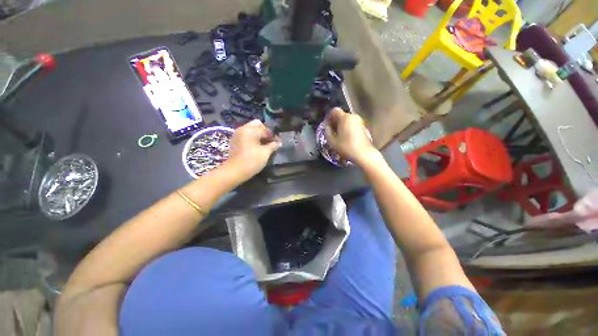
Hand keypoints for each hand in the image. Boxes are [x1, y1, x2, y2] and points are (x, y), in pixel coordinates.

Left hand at [225, 119, 280, 180]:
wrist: (234, 171)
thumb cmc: (252, 161)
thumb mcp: (265, 153)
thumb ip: (273, 145)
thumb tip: (279, 142)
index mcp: (250, 130)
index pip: (265, 129)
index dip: (273, 136)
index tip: (277, 143)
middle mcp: (243, 129)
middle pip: (257, 124)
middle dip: (265, 131)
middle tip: (270, 141)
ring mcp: (237, 134)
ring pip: (251, 129)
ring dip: (258, 135)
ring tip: (264, 145)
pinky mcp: (235, 141)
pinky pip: (246, 135)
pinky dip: (252, 138)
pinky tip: (257, 147)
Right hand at [324, 107, 377, 165]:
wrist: (363, 154)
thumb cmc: (346, 147)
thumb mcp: (332, 141)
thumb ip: (327, 131)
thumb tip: (327, 126)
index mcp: (344, 117)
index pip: (334, 110)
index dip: (329, 117)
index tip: (327, 126)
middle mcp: (352, 116)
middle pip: (341, 115)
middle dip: (335, 121)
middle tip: (332, 131)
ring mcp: (359, 121)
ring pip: (347, 120)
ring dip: (341, 125)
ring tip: (339, 135)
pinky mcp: (363, 126)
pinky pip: (352, 124)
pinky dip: (347, 128)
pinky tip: (346, 137)